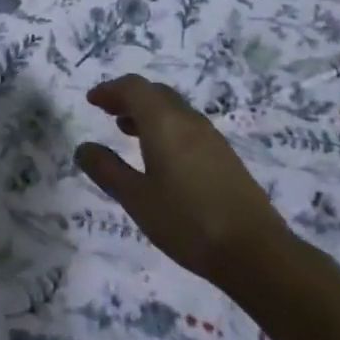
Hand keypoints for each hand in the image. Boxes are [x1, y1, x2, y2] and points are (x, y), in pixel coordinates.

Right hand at [74, 75, 294, 286]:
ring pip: (173, 109)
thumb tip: (83, 148)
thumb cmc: (187, 222)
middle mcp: (188, 120)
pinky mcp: (225, 156)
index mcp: (163, 122)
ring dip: (148, 113)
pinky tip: (161, 157)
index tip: (92, 101)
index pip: (133, 88)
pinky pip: (188, 126)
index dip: (110, 90)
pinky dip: (166, 128)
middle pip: (155, 93)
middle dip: (128, 98)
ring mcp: (211, 137)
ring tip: (128, 132)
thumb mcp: (137, 199)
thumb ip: (107, 170)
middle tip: (107, 112)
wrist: (256, 252)